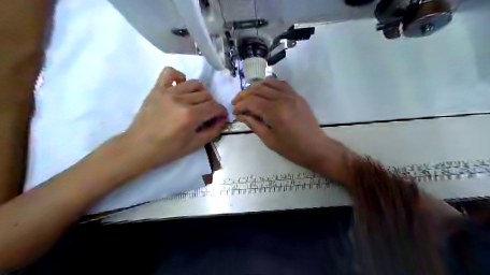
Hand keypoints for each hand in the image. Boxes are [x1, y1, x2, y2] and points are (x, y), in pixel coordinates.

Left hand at [125, 67, 226, 169]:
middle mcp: (181, 100)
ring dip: (201, 93)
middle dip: (212, 106)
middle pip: (207, 95)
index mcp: (191, 116)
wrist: (139, 147)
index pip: (215, 107)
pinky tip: (181, 87)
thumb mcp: (195, 145)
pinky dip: (180, 77)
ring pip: (194, 84)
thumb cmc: (168, 150)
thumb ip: (212, 131)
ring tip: (197, 103)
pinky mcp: (157, 89)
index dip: (222, 112)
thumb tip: (222, 120)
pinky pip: (170, 73)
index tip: (221, 117)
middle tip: (208, 115)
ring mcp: (167, 92)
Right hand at [232, 78, 332, 169]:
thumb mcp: (269, 139)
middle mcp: (283, 98)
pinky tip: (264, 91)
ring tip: (247, 96)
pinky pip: (281, 84)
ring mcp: (291, 95)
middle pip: (258, 89)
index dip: (240, 105)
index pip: (251, 101)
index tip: (234, 112)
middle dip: (244, 95)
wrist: (316, 148)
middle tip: (236, 103)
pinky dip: (269, 84)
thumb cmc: (291, 148)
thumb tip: (240, 116)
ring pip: (268, 83)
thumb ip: (253, 124)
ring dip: (255, 87)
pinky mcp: (297, 96)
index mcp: (275, 111)